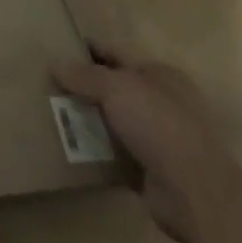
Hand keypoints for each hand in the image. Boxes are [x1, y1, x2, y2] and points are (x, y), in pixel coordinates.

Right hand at [52, 50, 241, 242]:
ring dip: (88, 120)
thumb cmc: (158, 124)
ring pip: (113, 121)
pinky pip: (114, 153)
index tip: (57, 50)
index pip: (116, 53)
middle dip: (84, 87)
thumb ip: (84, 75)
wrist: (194, 191)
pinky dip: (96, 151)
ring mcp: (158, 138)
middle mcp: (161, 102)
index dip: (88, 50)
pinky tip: (70, 147)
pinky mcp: (150, 170)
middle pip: (114, 88)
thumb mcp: (116, 87)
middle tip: (47, 84)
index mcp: (159, 74)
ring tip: (51, 114)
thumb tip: (55, 64)